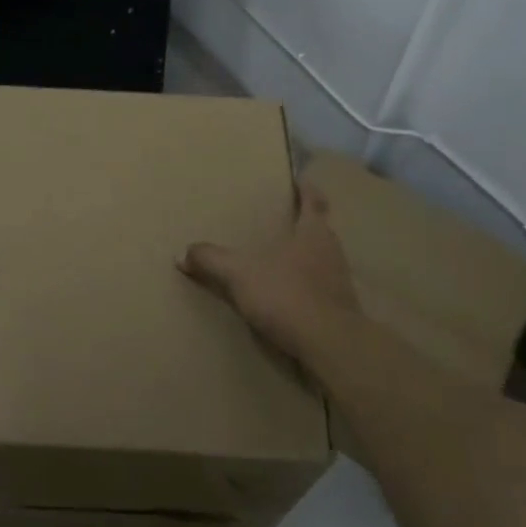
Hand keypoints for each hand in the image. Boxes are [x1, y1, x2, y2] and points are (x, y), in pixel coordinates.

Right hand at [178, 177, 360, 365]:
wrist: (331, 346)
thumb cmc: (287, 294)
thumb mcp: (240, 274)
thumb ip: (212, 260)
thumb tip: (183, 253)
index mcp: (313, 231)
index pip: (314, 201)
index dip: (307, 189)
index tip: (300, 180)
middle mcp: (332, 251)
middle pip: (319, 230)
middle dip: (302, 225)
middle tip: (282, 221)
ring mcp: (340, 282)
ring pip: (321, 260)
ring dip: (304, 258)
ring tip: (280, 261)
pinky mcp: (341, 311)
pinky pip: (321, 290)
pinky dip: (306, 289)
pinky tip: (289, 299)